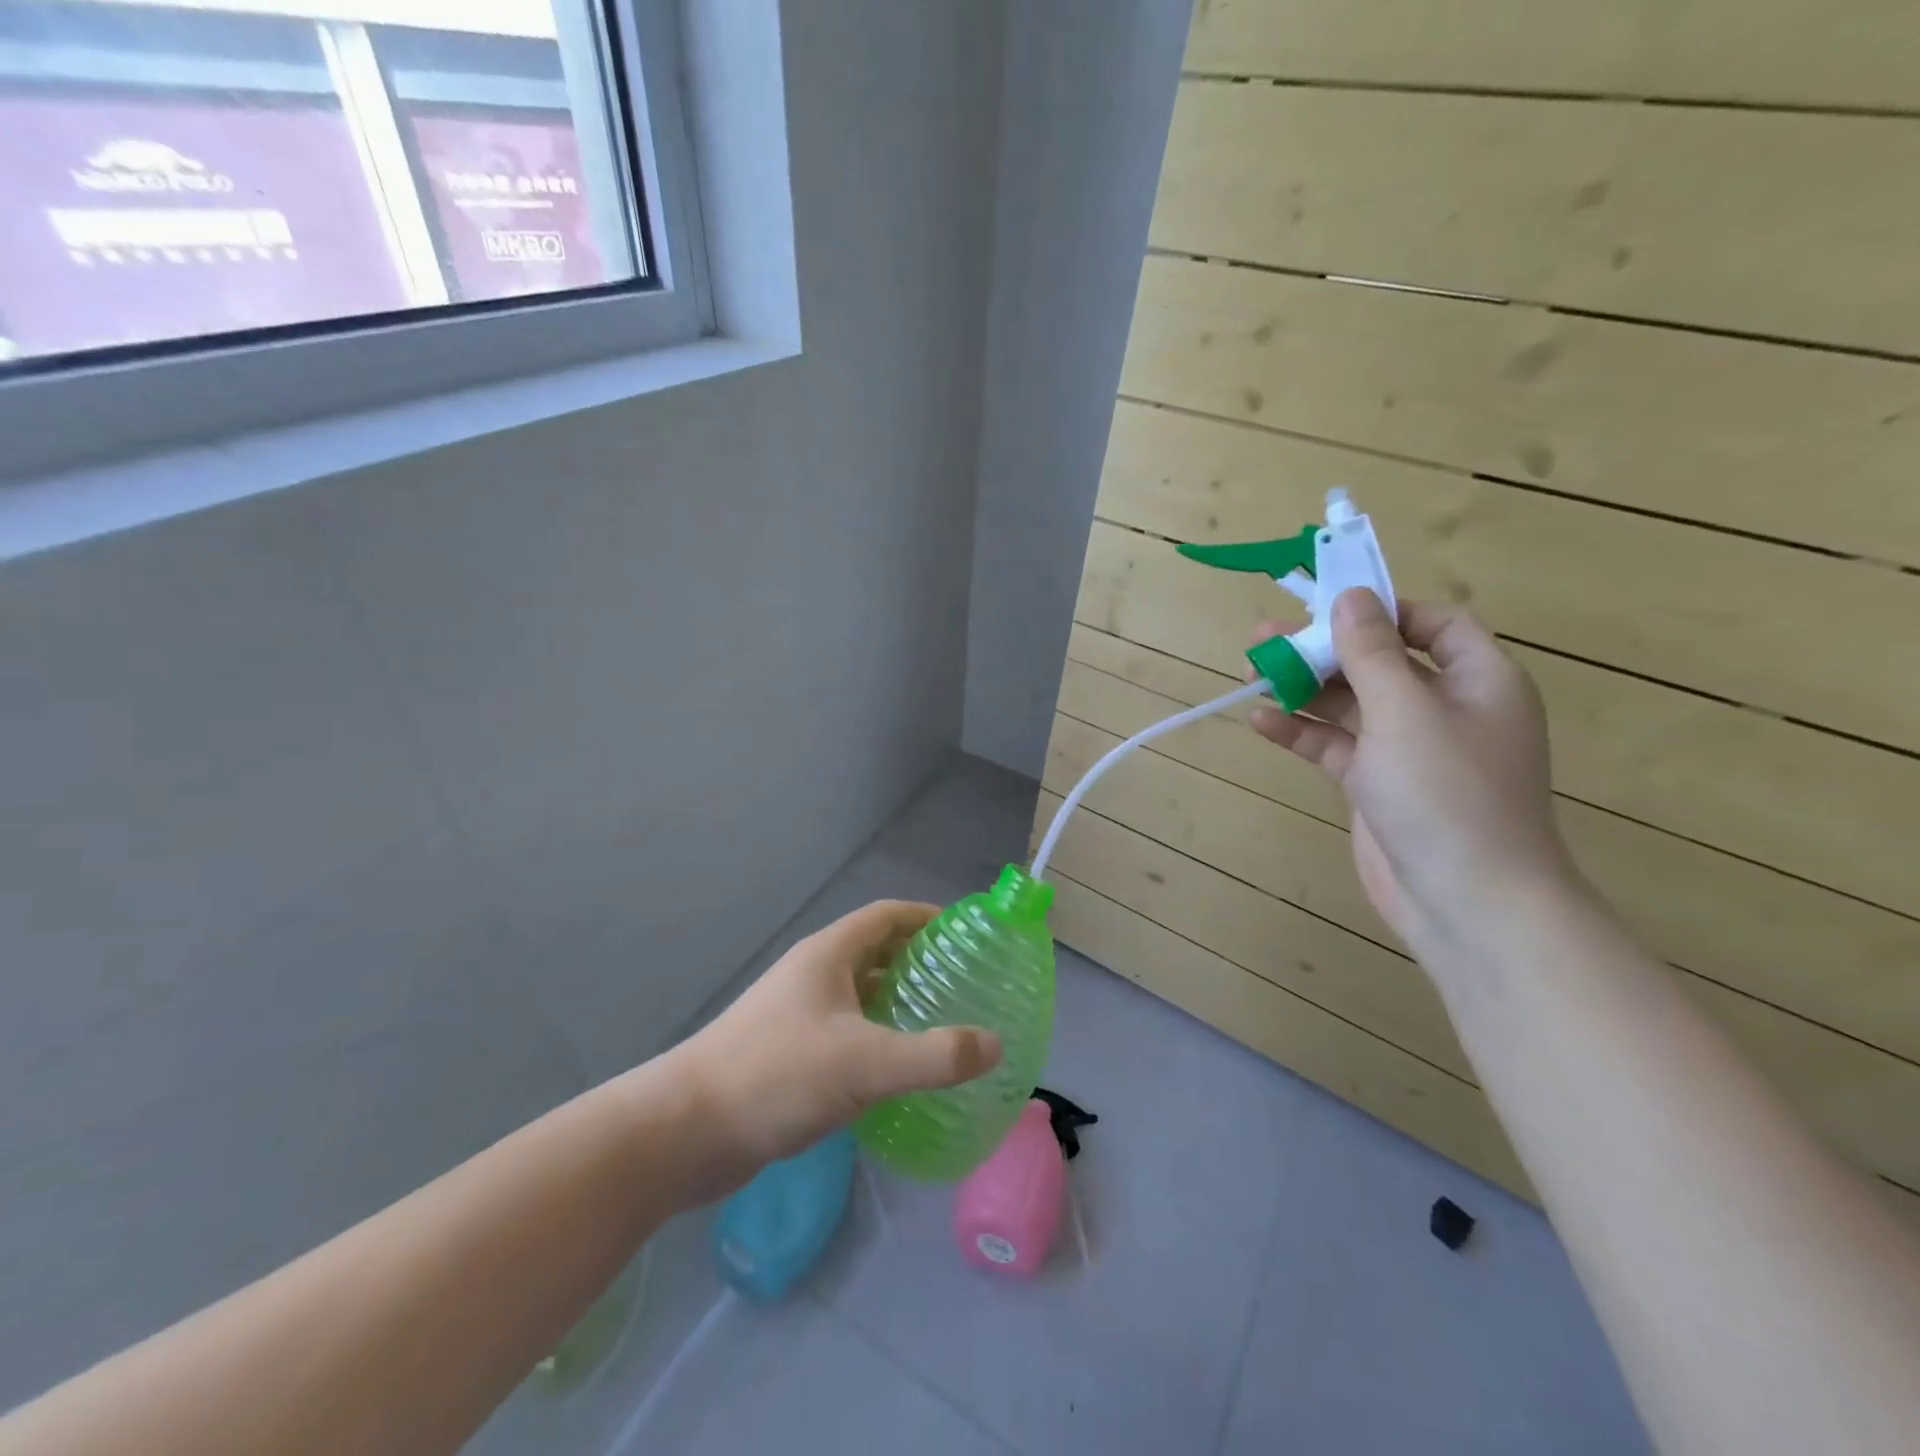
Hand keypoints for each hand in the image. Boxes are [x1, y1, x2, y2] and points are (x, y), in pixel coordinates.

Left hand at [675, 901, 1000, 1189]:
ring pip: (860, 997)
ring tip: (943, 1025)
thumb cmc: (777, 1075)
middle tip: (965, 984)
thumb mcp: (865, 1062)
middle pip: (875, 953)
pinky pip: (846, 1033)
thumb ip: (934, 1054)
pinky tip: (900, 1072)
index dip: (927, 917)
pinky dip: (876, 1040)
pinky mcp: (788, 1054)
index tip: (966, 934)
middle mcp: (813, 976)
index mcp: (828, 956)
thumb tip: (995, 1044)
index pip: (887, 916)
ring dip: (898, 1004)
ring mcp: (797, 1015)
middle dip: (918, 962)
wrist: (686, 1132)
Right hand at [1248, 590, 1576, 958]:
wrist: (1467, 901)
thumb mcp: (1405, 710)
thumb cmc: (1447, 792)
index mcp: (1477, 680)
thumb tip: (1351, 596)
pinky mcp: (1376, 785)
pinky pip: (1335, 745)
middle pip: (1380, 662)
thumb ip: (1372, 651)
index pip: (1434, 625)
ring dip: (1304, 688)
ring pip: (1350, 704)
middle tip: (1267, 637)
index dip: (1384, 611)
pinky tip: (1261, 722)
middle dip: (1325, 648)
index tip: (1329, 606)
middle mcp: (1445, 709)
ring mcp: (1408, 750)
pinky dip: (1301, 732)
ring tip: (1252, 671)